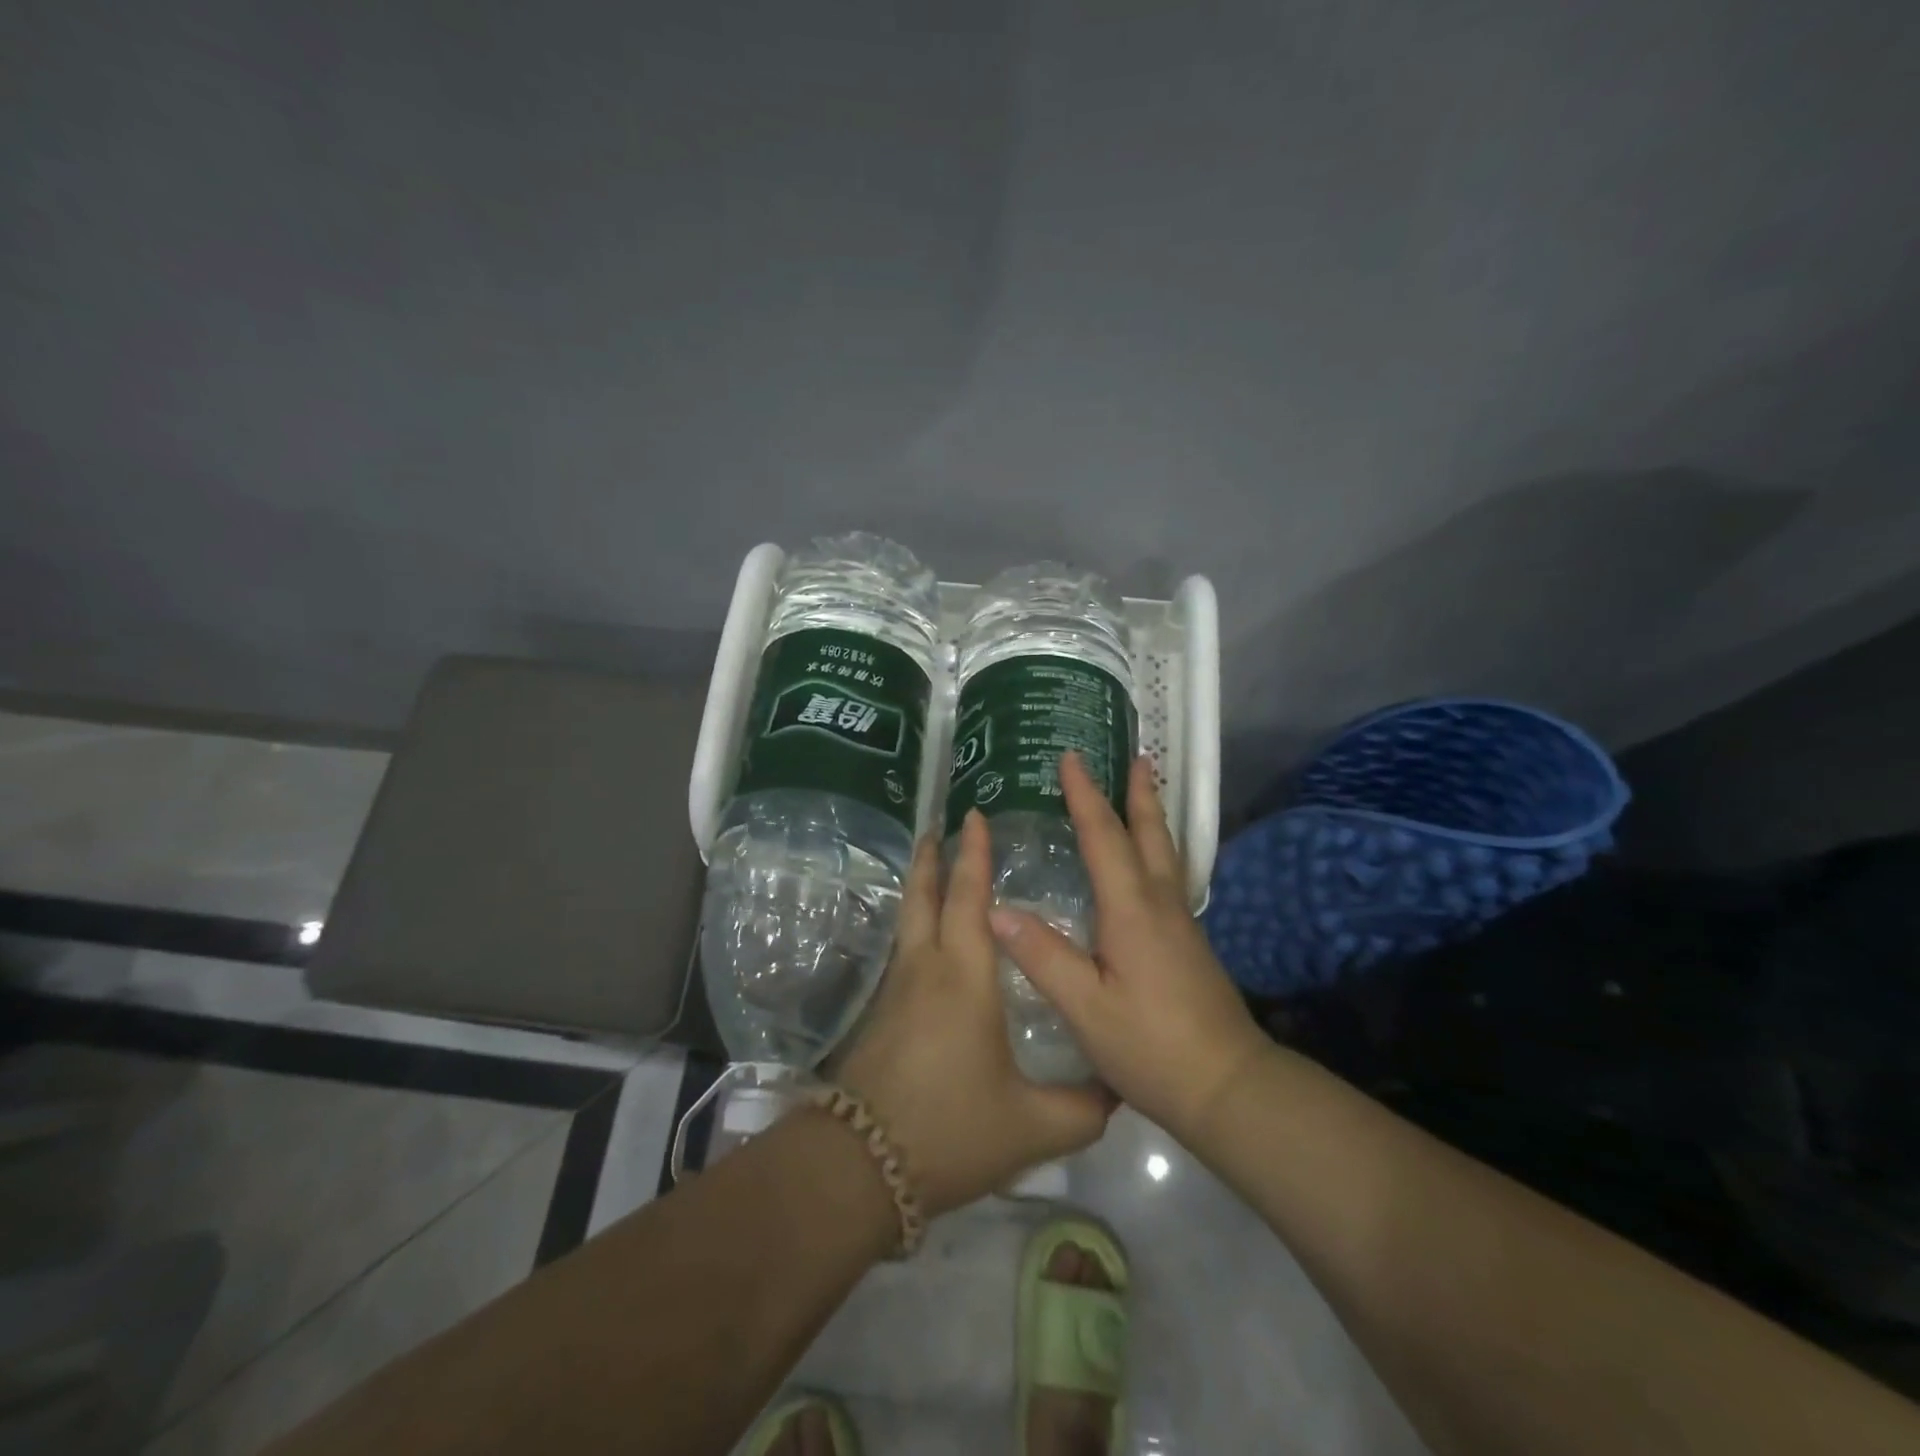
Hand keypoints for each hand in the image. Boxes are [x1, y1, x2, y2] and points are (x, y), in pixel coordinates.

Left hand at [829, 811, 1113, 1216]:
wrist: (861, 1165)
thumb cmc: (952, 1130)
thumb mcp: (1032, 1126)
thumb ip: (1083, 1107)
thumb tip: (1117, 1090)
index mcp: (965, 977)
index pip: (969, 898)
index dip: (973, 855)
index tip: (973, 817)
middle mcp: (926, 969)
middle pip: (924, 897)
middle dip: (933, 859)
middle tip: (938, 828)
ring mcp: (896, 991)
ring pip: (908, 922)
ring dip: (921, 890)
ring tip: (931, 870)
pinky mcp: (880, 1016)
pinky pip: (902, 952)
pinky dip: (915, 927)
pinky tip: (927, 946)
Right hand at [989, 753, 1268, 1140]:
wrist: (1229, 1087)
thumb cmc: (1151, 1045)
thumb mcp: (1085, 1007)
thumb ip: (1042, 955)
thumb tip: (995, 907)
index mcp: (1131, 908)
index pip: (1103, 836)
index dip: (1084, 794)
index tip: (1071, 757)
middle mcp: (1160, 903)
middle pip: (1150, 833)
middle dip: (1138, 792)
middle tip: (1137, 756)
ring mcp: (1180, 922)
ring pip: (1166, 852)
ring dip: (1153, 815)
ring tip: (1147, 790)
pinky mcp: (1189, 942)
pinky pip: (1169, 875)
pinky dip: (1157, 848)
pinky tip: (1149, 864)